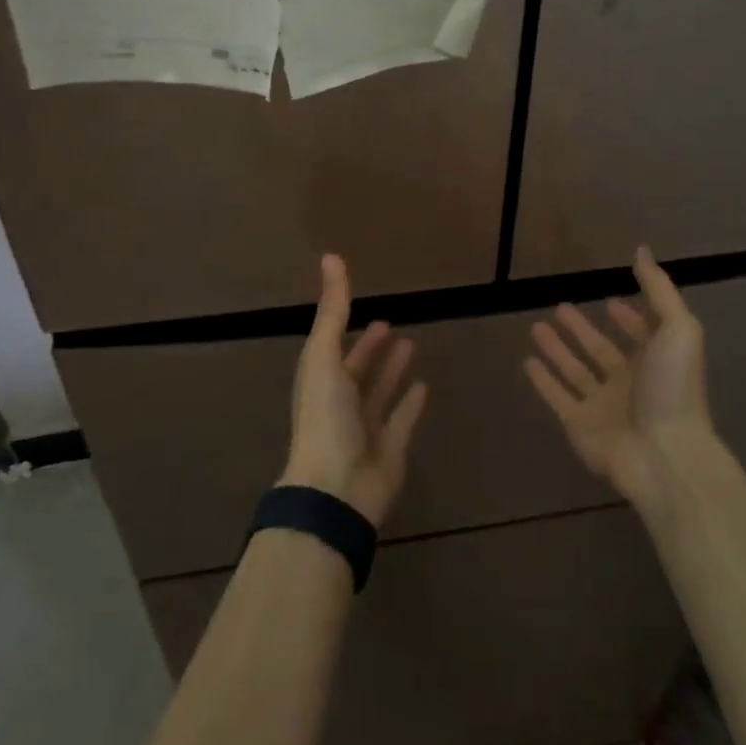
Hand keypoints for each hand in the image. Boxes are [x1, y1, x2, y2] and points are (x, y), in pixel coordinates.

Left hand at [280, 254, 428, 527]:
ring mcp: (366, 427)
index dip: (347, 326)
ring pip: (381, 392)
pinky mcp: (391, 448)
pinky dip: (411, 403)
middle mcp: (341, 402)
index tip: (364, 305)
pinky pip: (403, 419)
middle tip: (390, 324)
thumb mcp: (324, 356)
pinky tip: (425, 385)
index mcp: (321, 381)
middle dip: (370, 348)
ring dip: (392, 370)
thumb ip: (333, 309)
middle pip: (357, 370)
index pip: (333, 347)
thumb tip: (331, 256)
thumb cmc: (326, 418)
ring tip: (411, 345)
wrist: (337, 488)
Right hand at [523, 246, 720, 508]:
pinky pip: (556, 397)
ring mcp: (602, 406)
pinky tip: (527, 362)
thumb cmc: (673, 389)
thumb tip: (642, 250)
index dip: (629, 317)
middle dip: (583, 330)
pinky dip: (542, 381)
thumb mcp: (678, 330)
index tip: (610, 299)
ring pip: (575, 371)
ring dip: (558, 349)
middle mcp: (629, 383)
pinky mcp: (578, 425)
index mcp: (656, 362)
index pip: (641, 334)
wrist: (663, 456)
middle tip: (560, 307)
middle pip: (601, 350)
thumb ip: (659, 290)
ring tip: (536, 326)